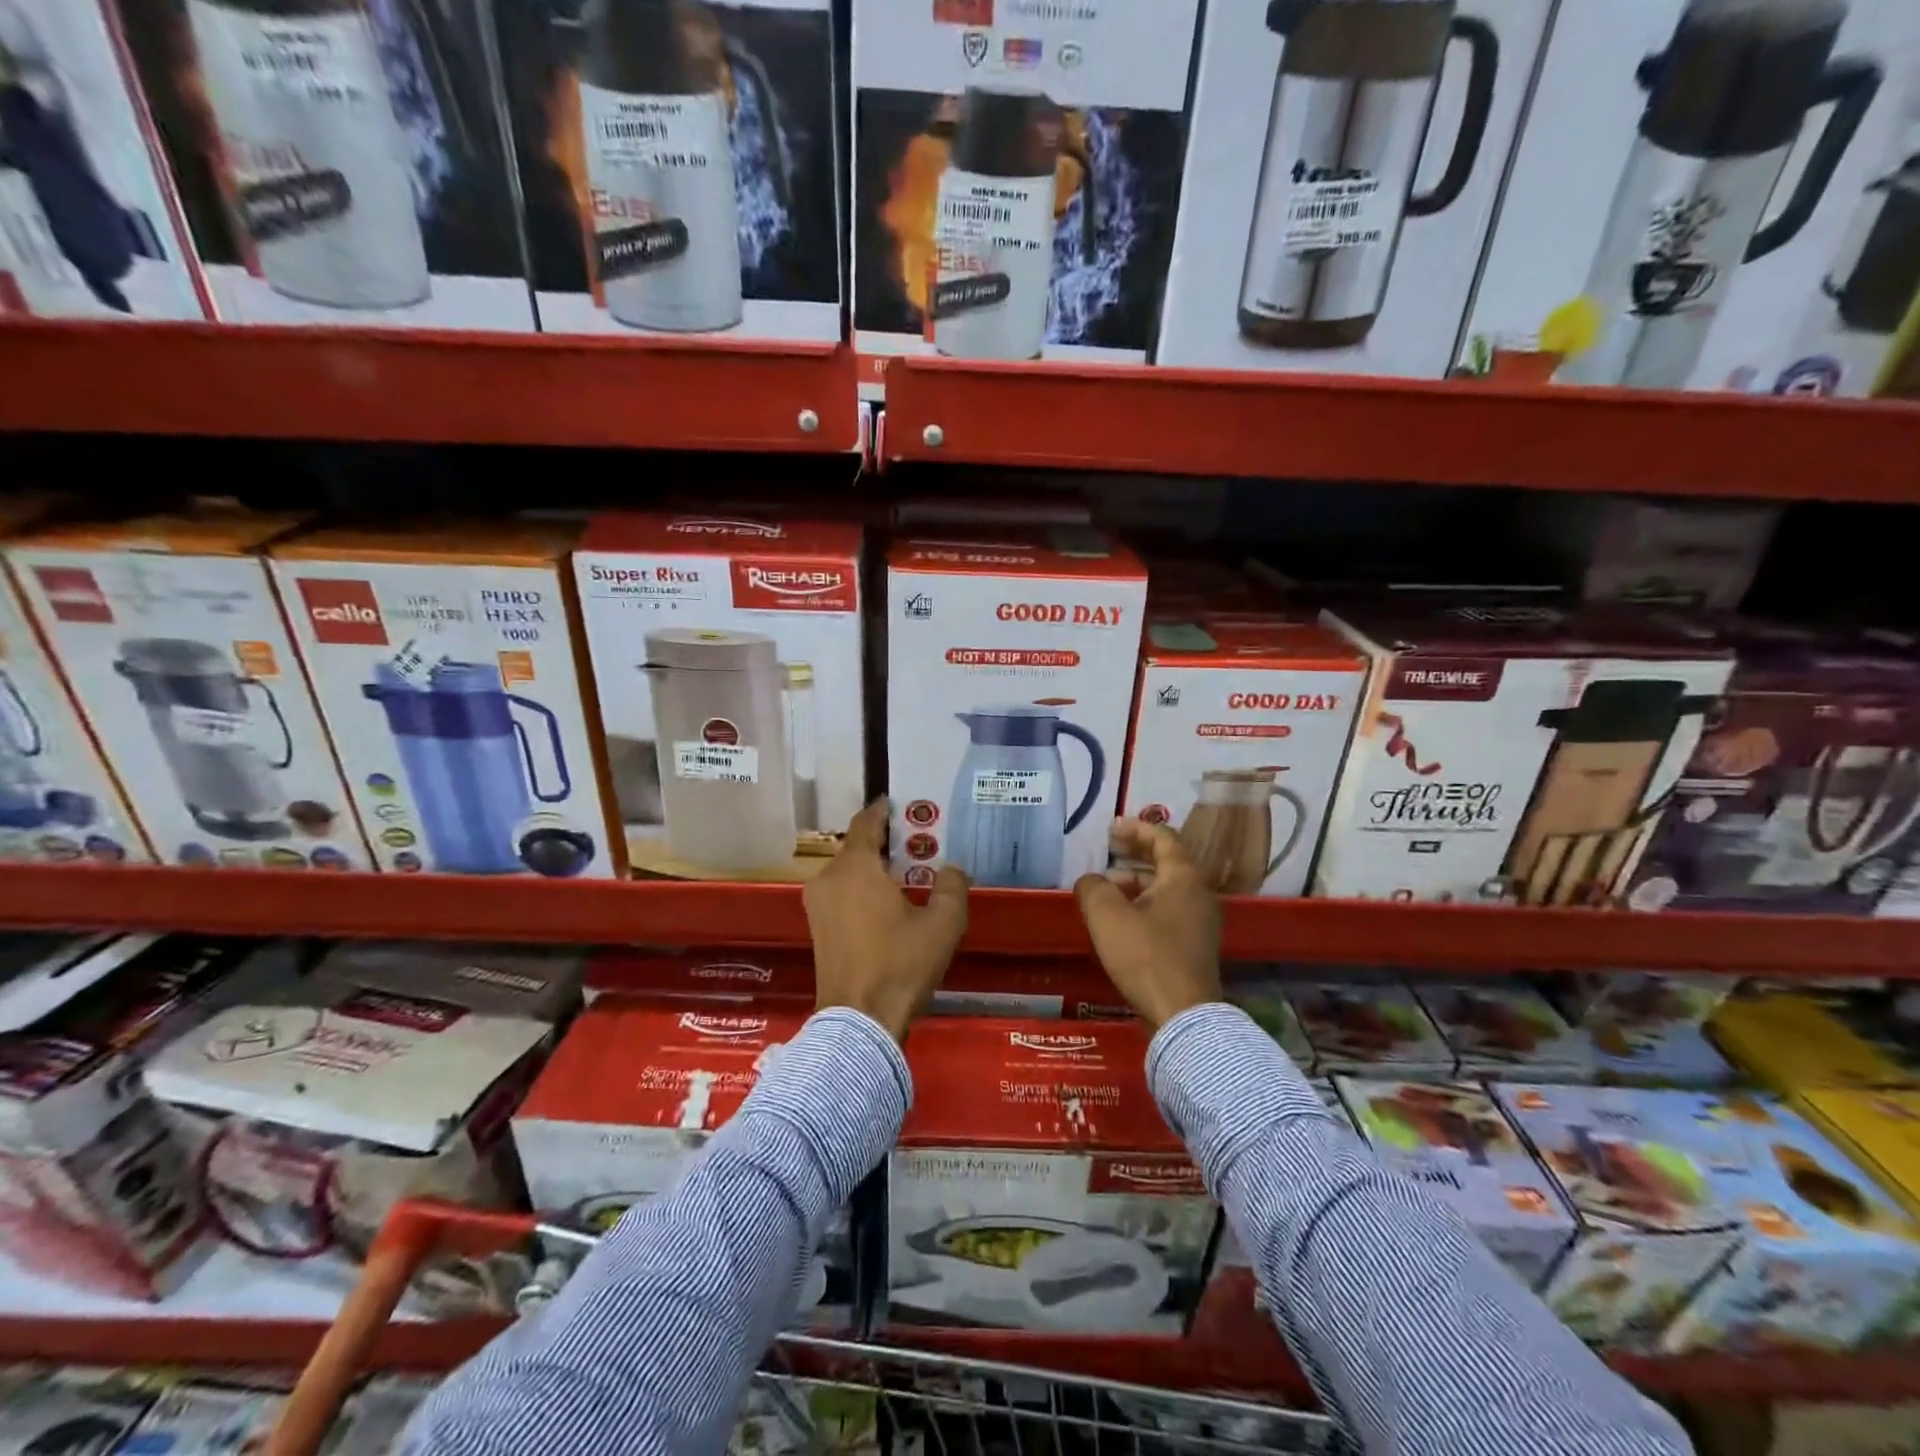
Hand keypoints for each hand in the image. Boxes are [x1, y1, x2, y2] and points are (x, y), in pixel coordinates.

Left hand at [804, 799, 968, 1041]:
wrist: (859, 1022)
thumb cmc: (901, 965)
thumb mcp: (942, 924)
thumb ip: (952, 887)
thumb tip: (952, 870)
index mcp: (854, 868)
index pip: (866, 823)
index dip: (882, 809)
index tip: (896, 801)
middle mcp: (828, 879)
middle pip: (856, 847)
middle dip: (883, 841)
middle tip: (914, 840)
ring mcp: (817, 906)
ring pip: (847, 872)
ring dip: (872, 867)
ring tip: (905, 870)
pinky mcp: (817, 929)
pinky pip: (841, 893)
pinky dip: (862, 888)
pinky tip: (887, 901)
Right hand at [1074, 819, 1222, 1029]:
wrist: (1182, 1015)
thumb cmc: (1146, 956)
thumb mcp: (1107, 915)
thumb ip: (1093, 887)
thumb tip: (1091, 881)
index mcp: (1184, 877)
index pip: (1163, 837)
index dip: (1136, 828)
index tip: (1110, 829)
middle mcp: (1198, 893)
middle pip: (1167, 861)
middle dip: (1134, 853)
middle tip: (1107, 851)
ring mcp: (1200, 921)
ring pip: (1166, 887)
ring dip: (1137, 880)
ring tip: (1106, 887)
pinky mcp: (1194, 945)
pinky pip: (1168, 909)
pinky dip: (1144, 902)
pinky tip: (1120, 918)